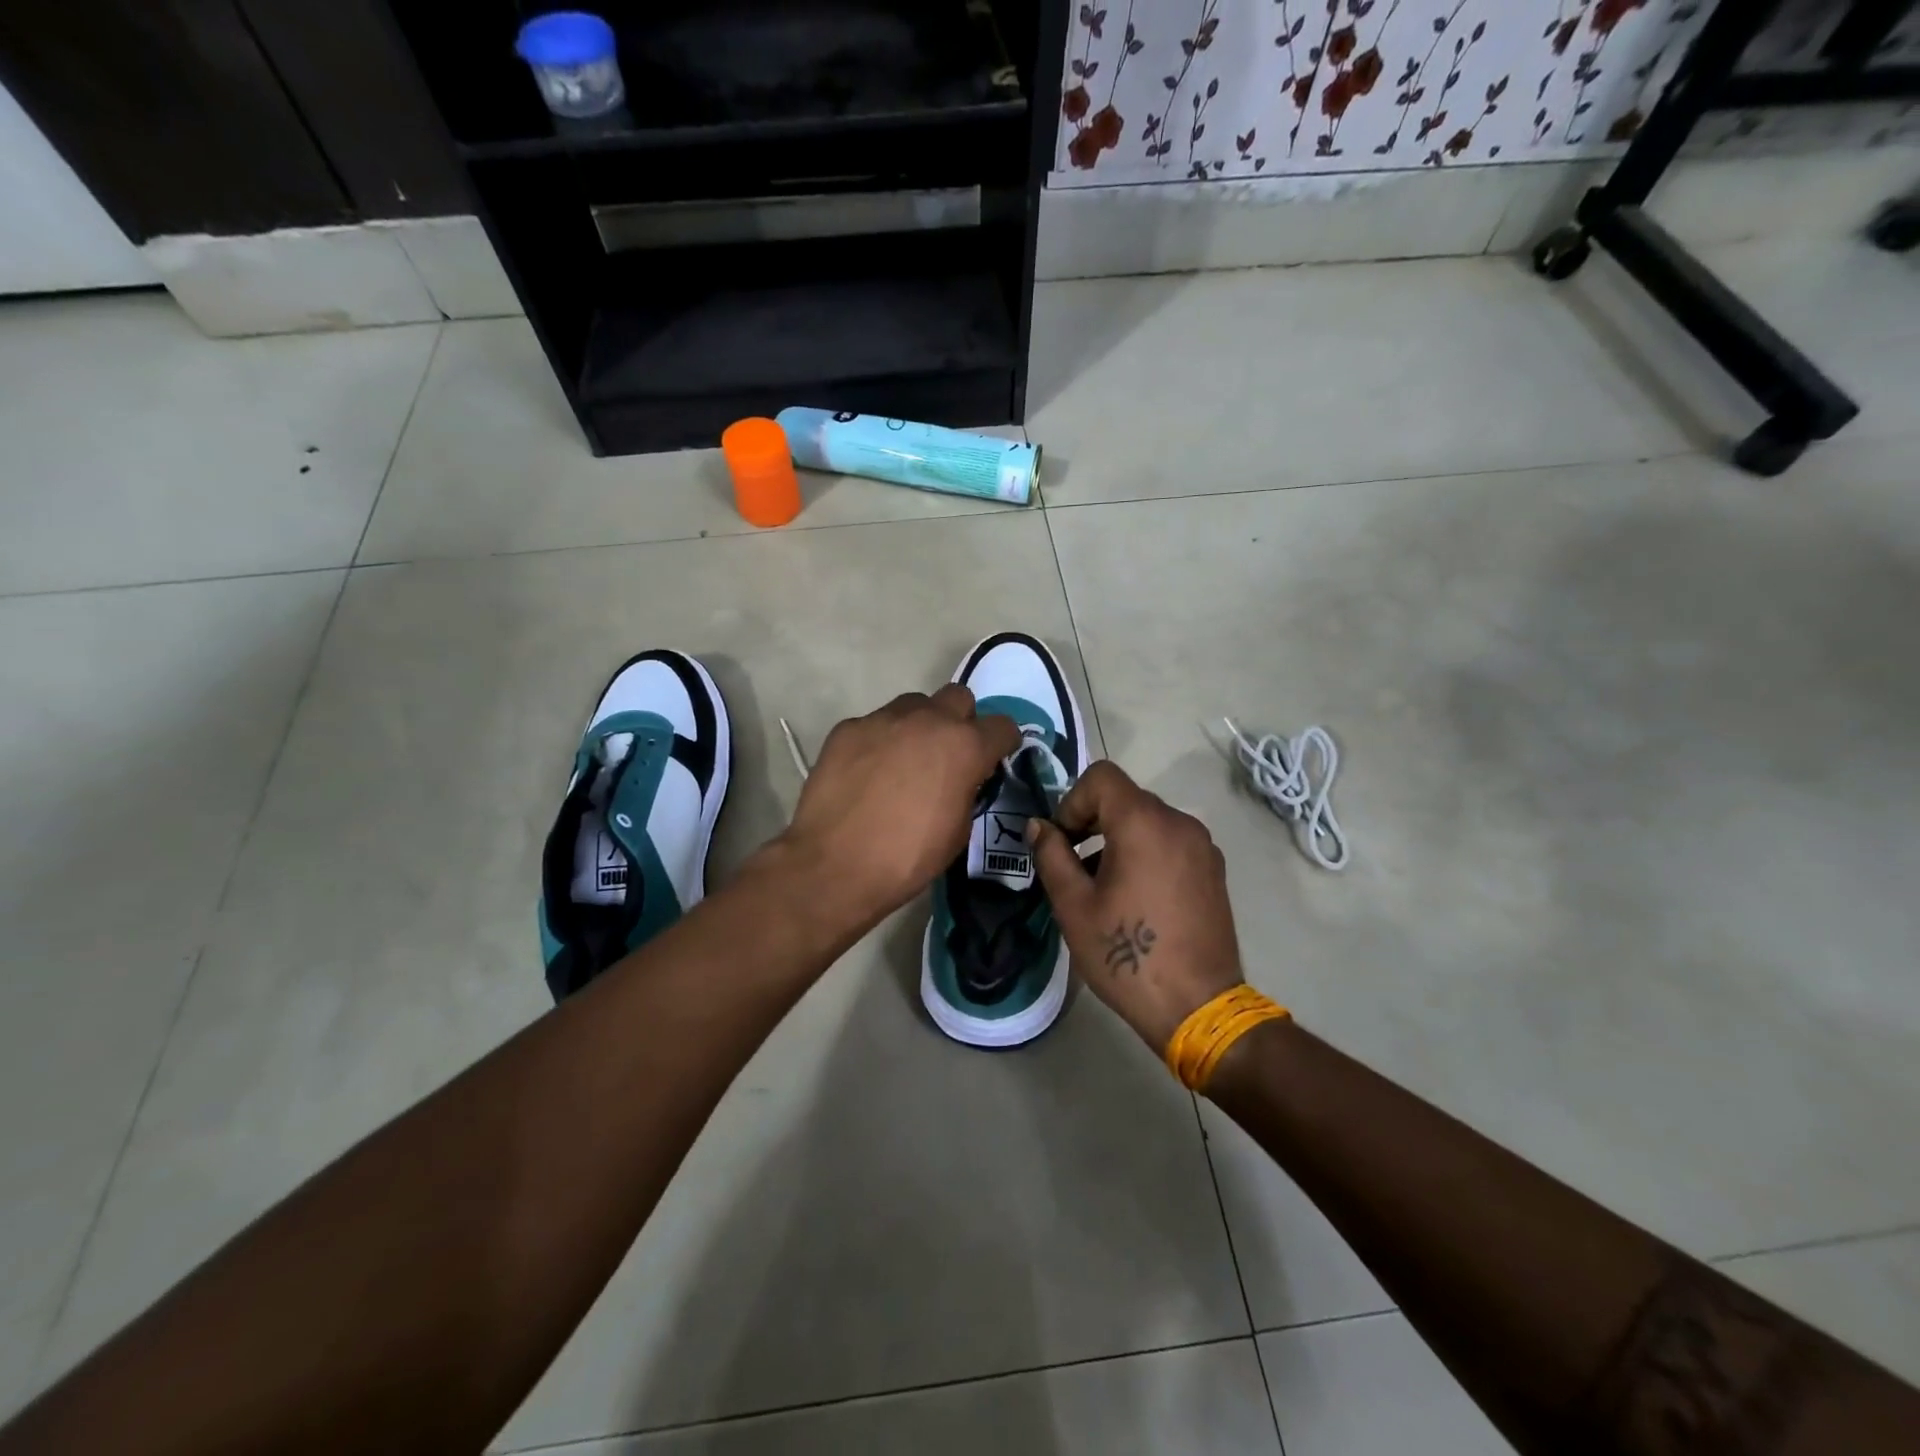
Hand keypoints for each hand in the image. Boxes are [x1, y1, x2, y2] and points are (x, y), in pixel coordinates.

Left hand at [779, 685, 1020, 933]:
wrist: (835, 865)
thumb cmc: (907, 857)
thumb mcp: (958, 831)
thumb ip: (966, 790)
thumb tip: (961, 779)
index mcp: (964, 747)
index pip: (1002, 726)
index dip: (1002, 743)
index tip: (993, 759)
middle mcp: (927, 720)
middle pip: (958, 698)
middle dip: (960, 721)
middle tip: (948, 754)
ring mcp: (883, 719)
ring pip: (914, 704)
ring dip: (919, 725)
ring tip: (905, 759)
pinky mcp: (848, 728)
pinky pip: (875, 724)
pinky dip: (880, 741)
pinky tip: (867, 772)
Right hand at [1029, 762, 1245, 1051]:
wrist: (1198, 1007)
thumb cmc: (1126, 955)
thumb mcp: (1074, 905)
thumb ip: (1052, 855)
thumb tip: (1039, 826)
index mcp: (1144, 823)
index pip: (1101, 777)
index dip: (1071, 801)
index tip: (1062, 842)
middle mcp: (1179, 823)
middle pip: (1125, 797)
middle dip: (1091, 821)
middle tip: (1073, 865)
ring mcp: (1202, 846)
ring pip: (1148, 821)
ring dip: (1117, 838)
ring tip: (1102, 887)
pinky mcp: (1213, 870)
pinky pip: (1170, 842)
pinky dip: (1145, 852)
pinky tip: (1135, 898)